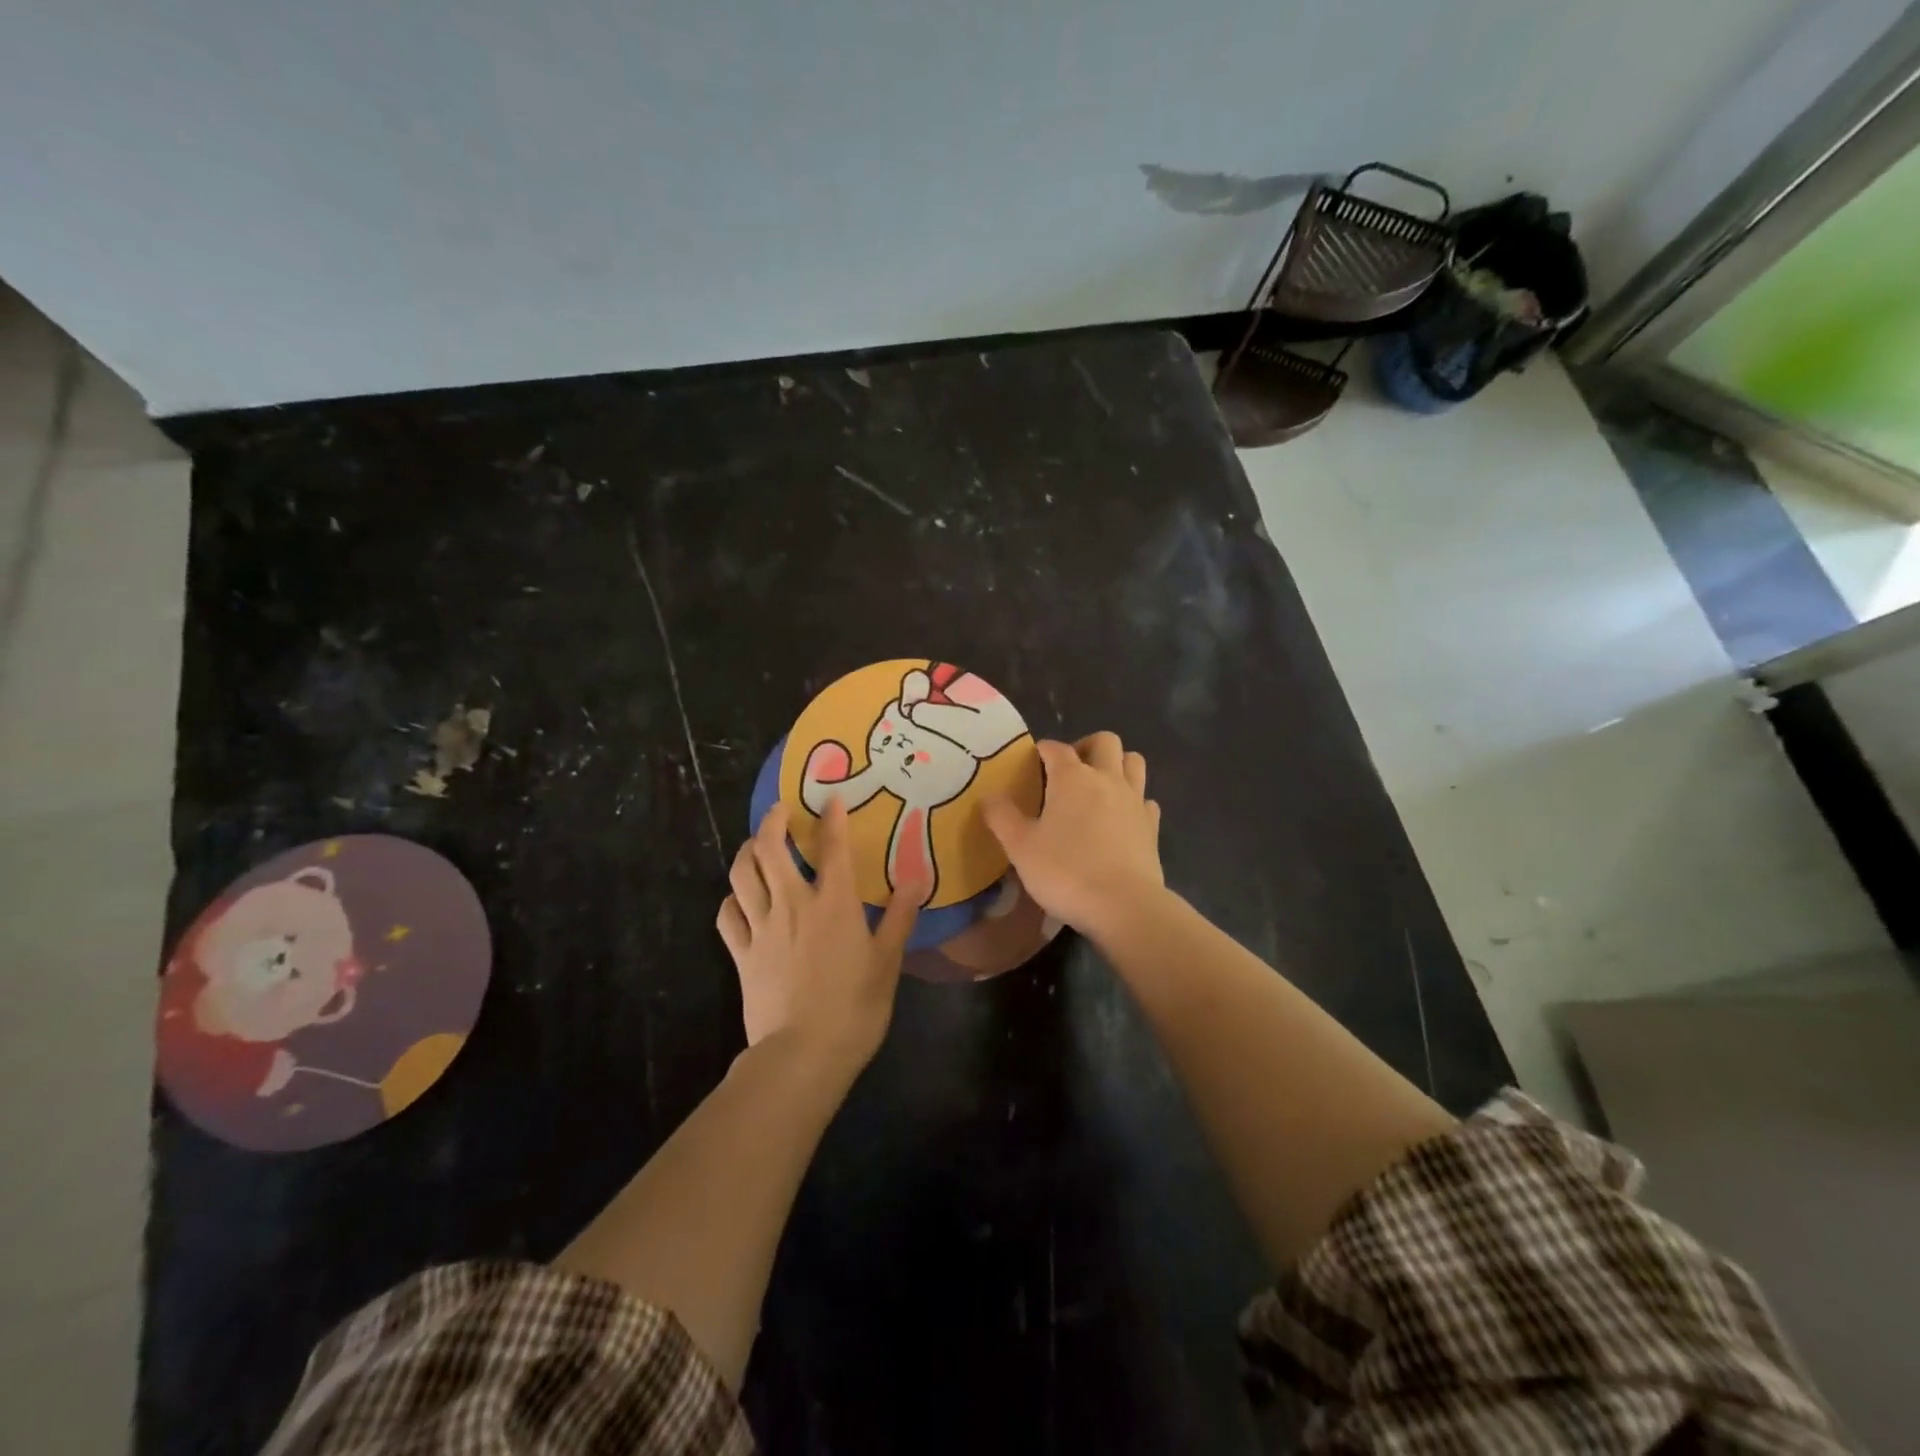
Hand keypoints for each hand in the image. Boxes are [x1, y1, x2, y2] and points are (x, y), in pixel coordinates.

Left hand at [717, 799, 922, 1066]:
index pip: (832, 847)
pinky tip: (739, 898)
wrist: (803, 1054)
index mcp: (833, 903)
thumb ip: (901, 914)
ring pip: (741, 875)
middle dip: (772, 821)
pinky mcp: (741, 955)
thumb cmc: (855, 1007)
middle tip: (779, 810)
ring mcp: (761, 928)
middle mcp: (793, 904)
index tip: (830, 797)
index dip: (831, 817)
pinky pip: (727, 916)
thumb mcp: (888, 960)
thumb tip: (918, 875)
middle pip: (770, 849)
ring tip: (754, 844)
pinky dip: (731, 899)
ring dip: (746, 852)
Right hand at [981, 732, 1163, 938]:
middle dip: (1086, 746)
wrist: (1124, 906)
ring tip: (1098, 785)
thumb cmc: (1066, 872)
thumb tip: (989, 796)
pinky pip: (1145, 799)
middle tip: (1069, 769)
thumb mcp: (1020, 847)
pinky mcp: (1152, 826)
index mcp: (1073, 778)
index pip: (1056, 748)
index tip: (1032, 761)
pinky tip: (1121, 817)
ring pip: (1134, 762)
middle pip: (1105, 741)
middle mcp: (1107, 779)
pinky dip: (1134, 799)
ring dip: (1117, 764)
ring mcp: (1135, 801)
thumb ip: (1001, 817)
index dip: (1043, 750)